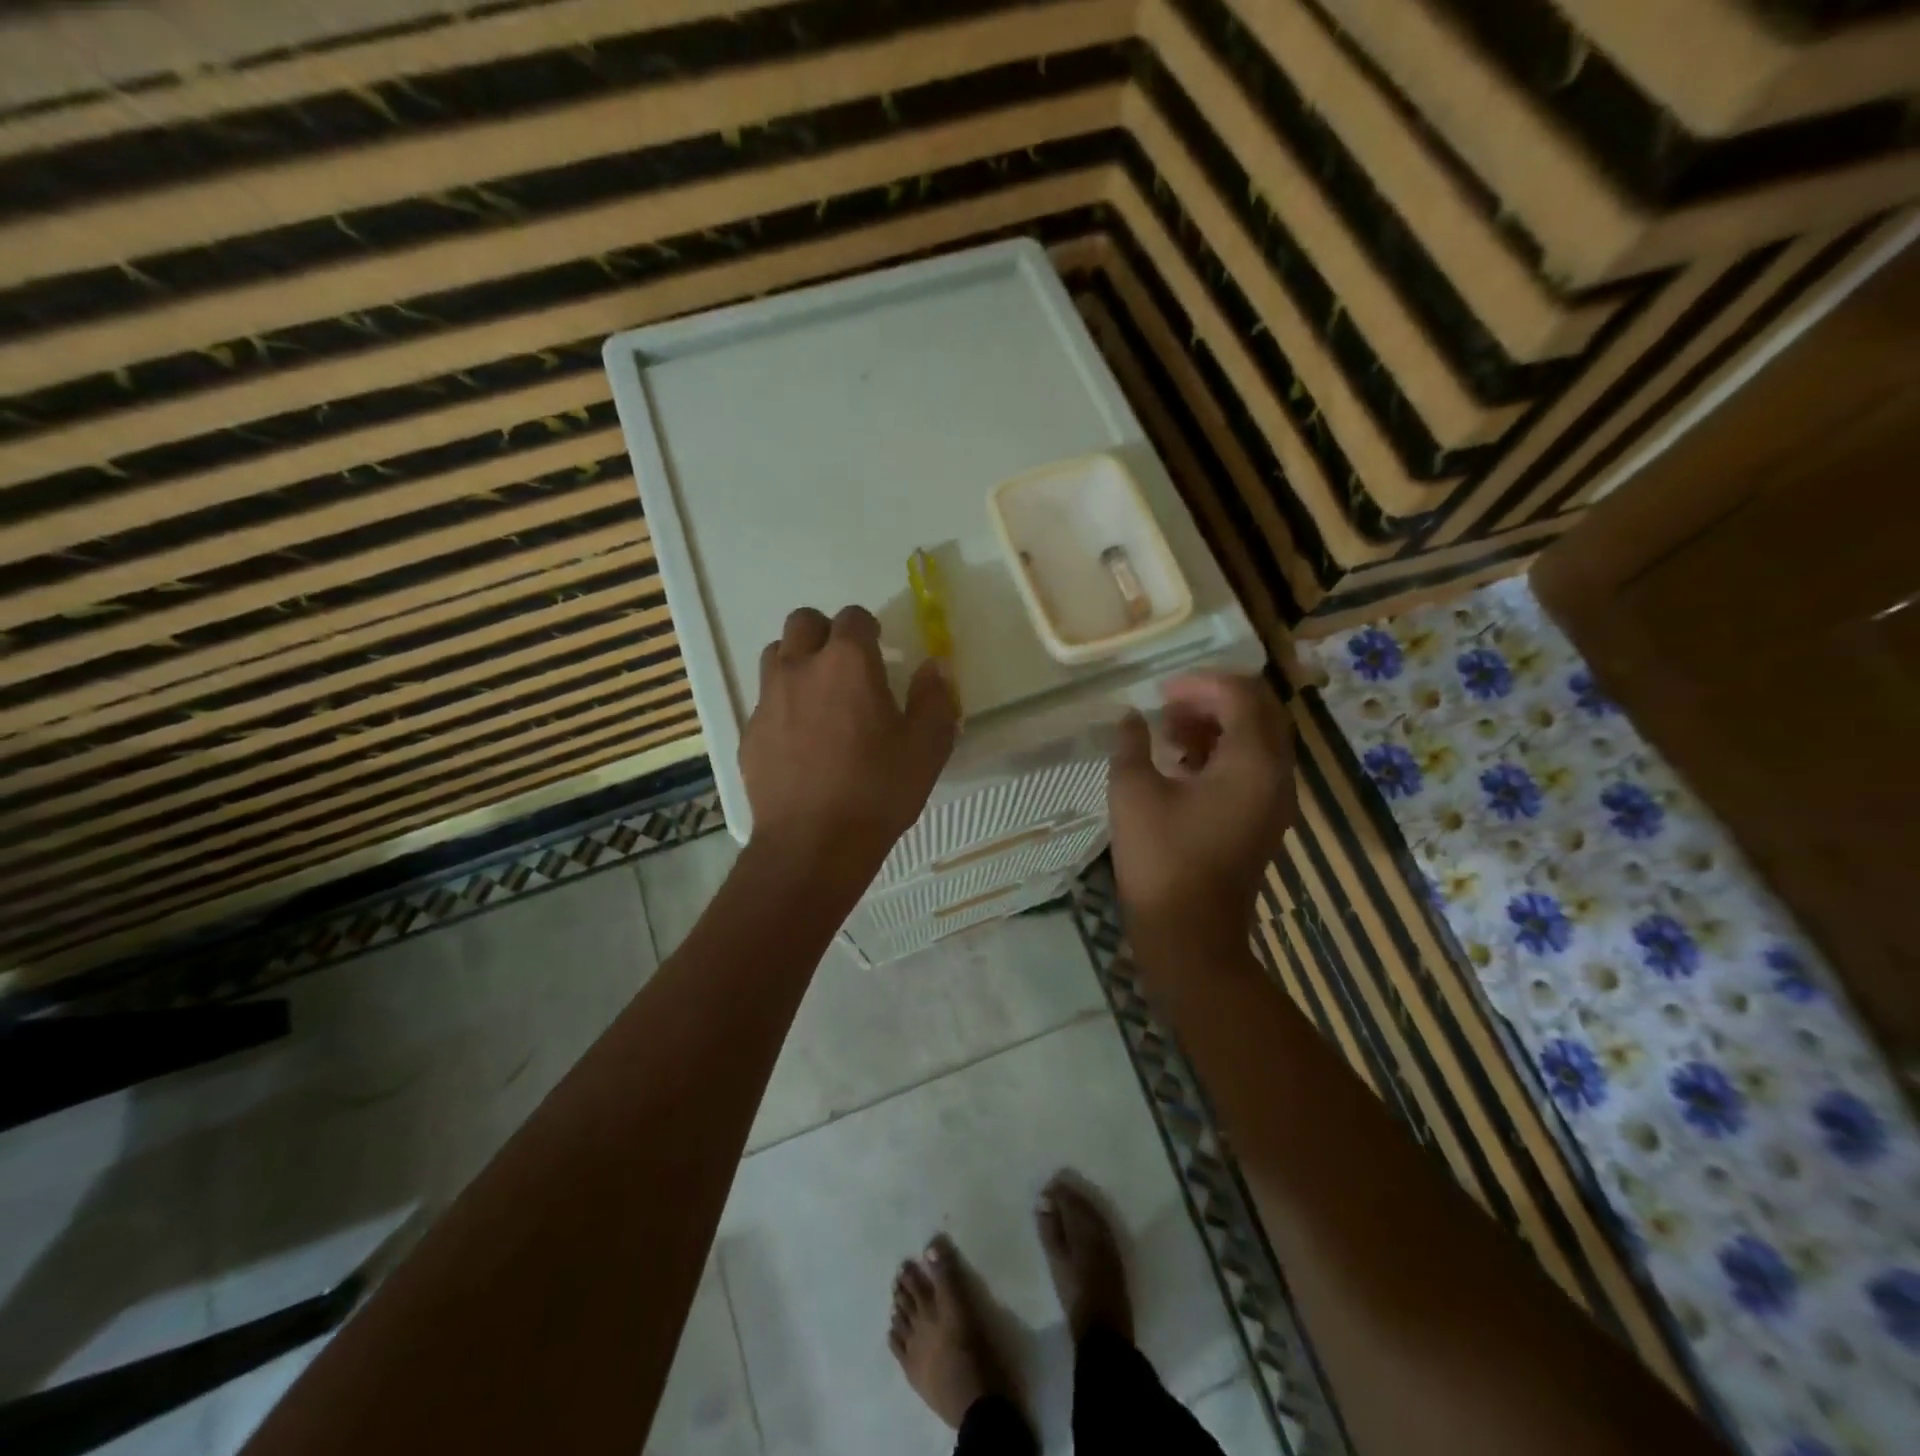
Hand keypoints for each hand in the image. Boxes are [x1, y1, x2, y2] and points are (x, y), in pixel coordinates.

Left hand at [741, 605, 956, 881]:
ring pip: (777, 655)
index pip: (853, 617)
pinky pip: (764, 701)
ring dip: (798, 661)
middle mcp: (801, 668)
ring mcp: (768, 700)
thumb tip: (934, 667)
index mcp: (848, 663)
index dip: (868, 627)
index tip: (879, 647)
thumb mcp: (926, 748)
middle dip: (825, 633)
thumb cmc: (877, 791)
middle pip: (803, 622)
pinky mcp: (750, 732)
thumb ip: (934, 699)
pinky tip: (799, 740)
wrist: (813, 844)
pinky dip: (782, 705)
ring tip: (819, 695)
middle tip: (845, 665)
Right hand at [1107, 673, 1295, 950]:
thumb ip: (1132, 744)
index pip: (1240, 695)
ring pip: (1259, 740)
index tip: (1161, 694)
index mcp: (1252, 762)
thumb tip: (1133, 718)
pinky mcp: (1266, 820)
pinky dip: (1225, 754)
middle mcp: (1277, 775)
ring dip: (1220, 726)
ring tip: (1172, 735)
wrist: (1191, 935)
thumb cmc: (1162, 859)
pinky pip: (1255, 768)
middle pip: (1260, 712)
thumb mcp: (1133, 793)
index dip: (1200, 684)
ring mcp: (1276, 800)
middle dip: (1214, 700)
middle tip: (1170, 708)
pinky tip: (1184, 766)